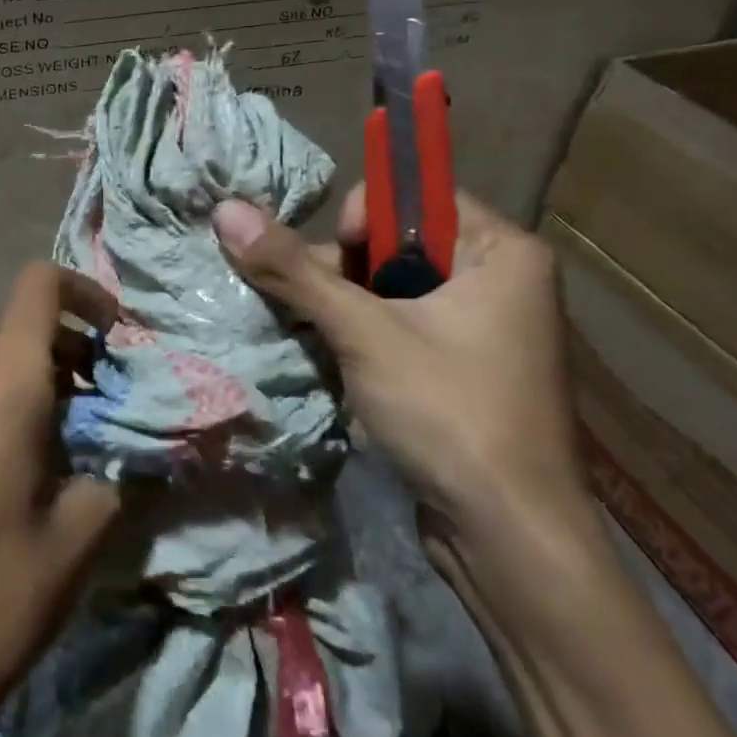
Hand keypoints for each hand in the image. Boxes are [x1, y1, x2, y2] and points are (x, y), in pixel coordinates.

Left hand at [0, 262, 123, 736]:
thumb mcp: (80, 535)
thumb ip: (113, 470)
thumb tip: (120, 449)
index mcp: (0, 386)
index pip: (38, 287)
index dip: (84, 292)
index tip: (118, 336)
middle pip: (22, 333)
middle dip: (75, 356)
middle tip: (109, 411)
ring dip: (42, 388)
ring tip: (72, 450)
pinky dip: (7, 409)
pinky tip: (23, 472)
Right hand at [211, 189, 587, 547]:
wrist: (509, 538)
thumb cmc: (449, 413)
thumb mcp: (364, 333)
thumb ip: (294, 270)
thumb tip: (227, 210)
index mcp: (501, 251)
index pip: (415, 199)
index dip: (364, 223)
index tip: (339, 270)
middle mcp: (500, 279)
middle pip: (398, 245)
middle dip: (344, 274)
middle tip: (318, 316)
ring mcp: (484, 328)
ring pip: (393, 291)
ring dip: (345, 310)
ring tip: (317, 341)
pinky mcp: (463, 369)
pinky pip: (403, 328)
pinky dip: (364, 338)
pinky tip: (336, 362)